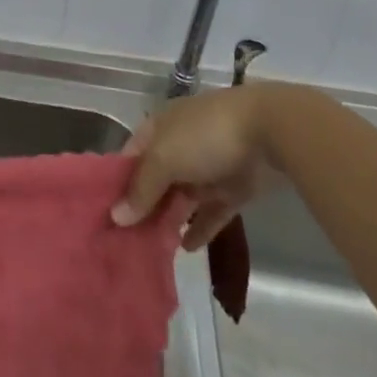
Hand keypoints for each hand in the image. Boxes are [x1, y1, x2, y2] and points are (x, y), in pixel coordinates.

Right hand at [111, 82, 289, 249]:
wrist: (272, 132)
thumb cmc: (206, 137)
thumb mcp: (164, 158)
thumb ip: (141, 189)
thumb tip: (116, 217)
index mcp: (159, 128)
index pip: (130, 157)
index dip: (117, 182)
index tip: (105, 214)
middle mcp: (180, 146)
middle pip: (155, 180)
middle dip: (143, 206)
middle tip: (125, 239)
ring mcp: (208, 168)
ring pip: (182, 198)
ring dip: (169, 219)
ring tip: (151, 248)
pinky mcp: (233, 189)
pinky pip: (211, 212)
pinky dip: (199, 228)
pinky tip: (186, 248)